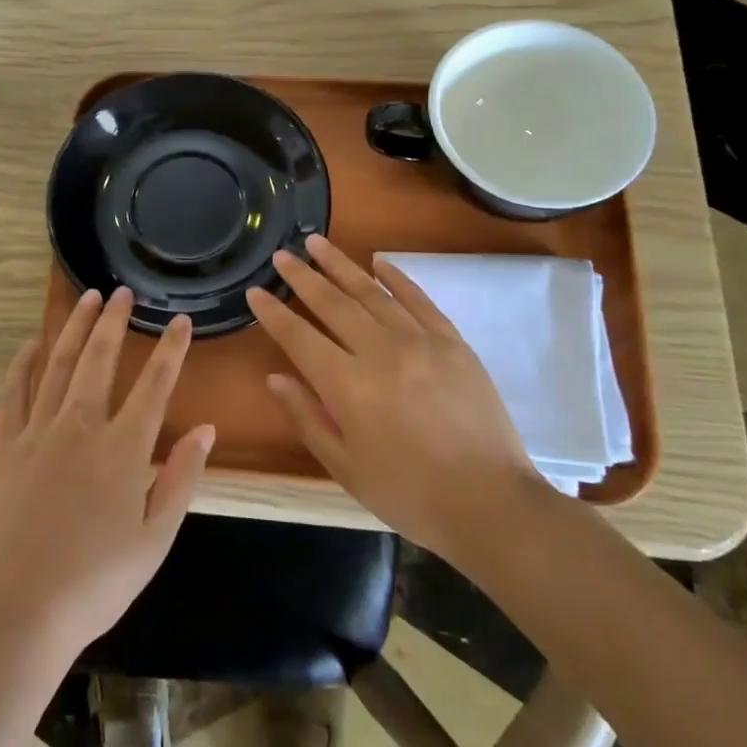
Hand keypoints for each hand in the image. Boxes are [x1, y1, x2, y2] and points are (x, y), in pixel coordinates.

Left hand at [0, 287, 214, 655]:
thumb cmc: (97, 582)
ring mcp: (39, 432)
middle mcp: (81, 427)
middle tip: (121, 292)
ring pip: (58, 364)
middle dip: (113, 321)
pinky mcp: (5, 446)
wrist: (20, 610)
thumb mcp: (155, 540)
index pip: (154, 385)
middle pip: (100, 359)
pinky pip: (14, 392)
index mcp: (123, 450)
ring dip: (73, 328)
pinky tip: (32, 343)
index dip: (171, 349)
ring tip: (85, 298)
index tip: (180, 320)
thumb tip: (206, 430)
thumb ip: (181, 479)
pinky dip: (24, 363)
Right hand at [245, 235, 551, 559]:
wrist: (491, 503)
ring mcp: (421, 341)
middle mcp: (381, 352)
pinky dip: (397, 277)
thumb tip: (275, 378)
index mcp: (348, 386)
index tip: (255, 292)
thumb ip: (307, 417)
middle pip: (333, 303)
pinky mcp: (453, 342)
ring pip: (372, 292)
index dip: (273, 313)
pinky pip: (419, 299)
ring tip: (317, 243)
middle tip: (282, 255)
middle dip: (303, 277)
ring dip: (341, 265)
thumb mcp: (345, 467)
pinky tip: (378, 261)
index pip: (299, 337)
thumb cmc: (408, 493)